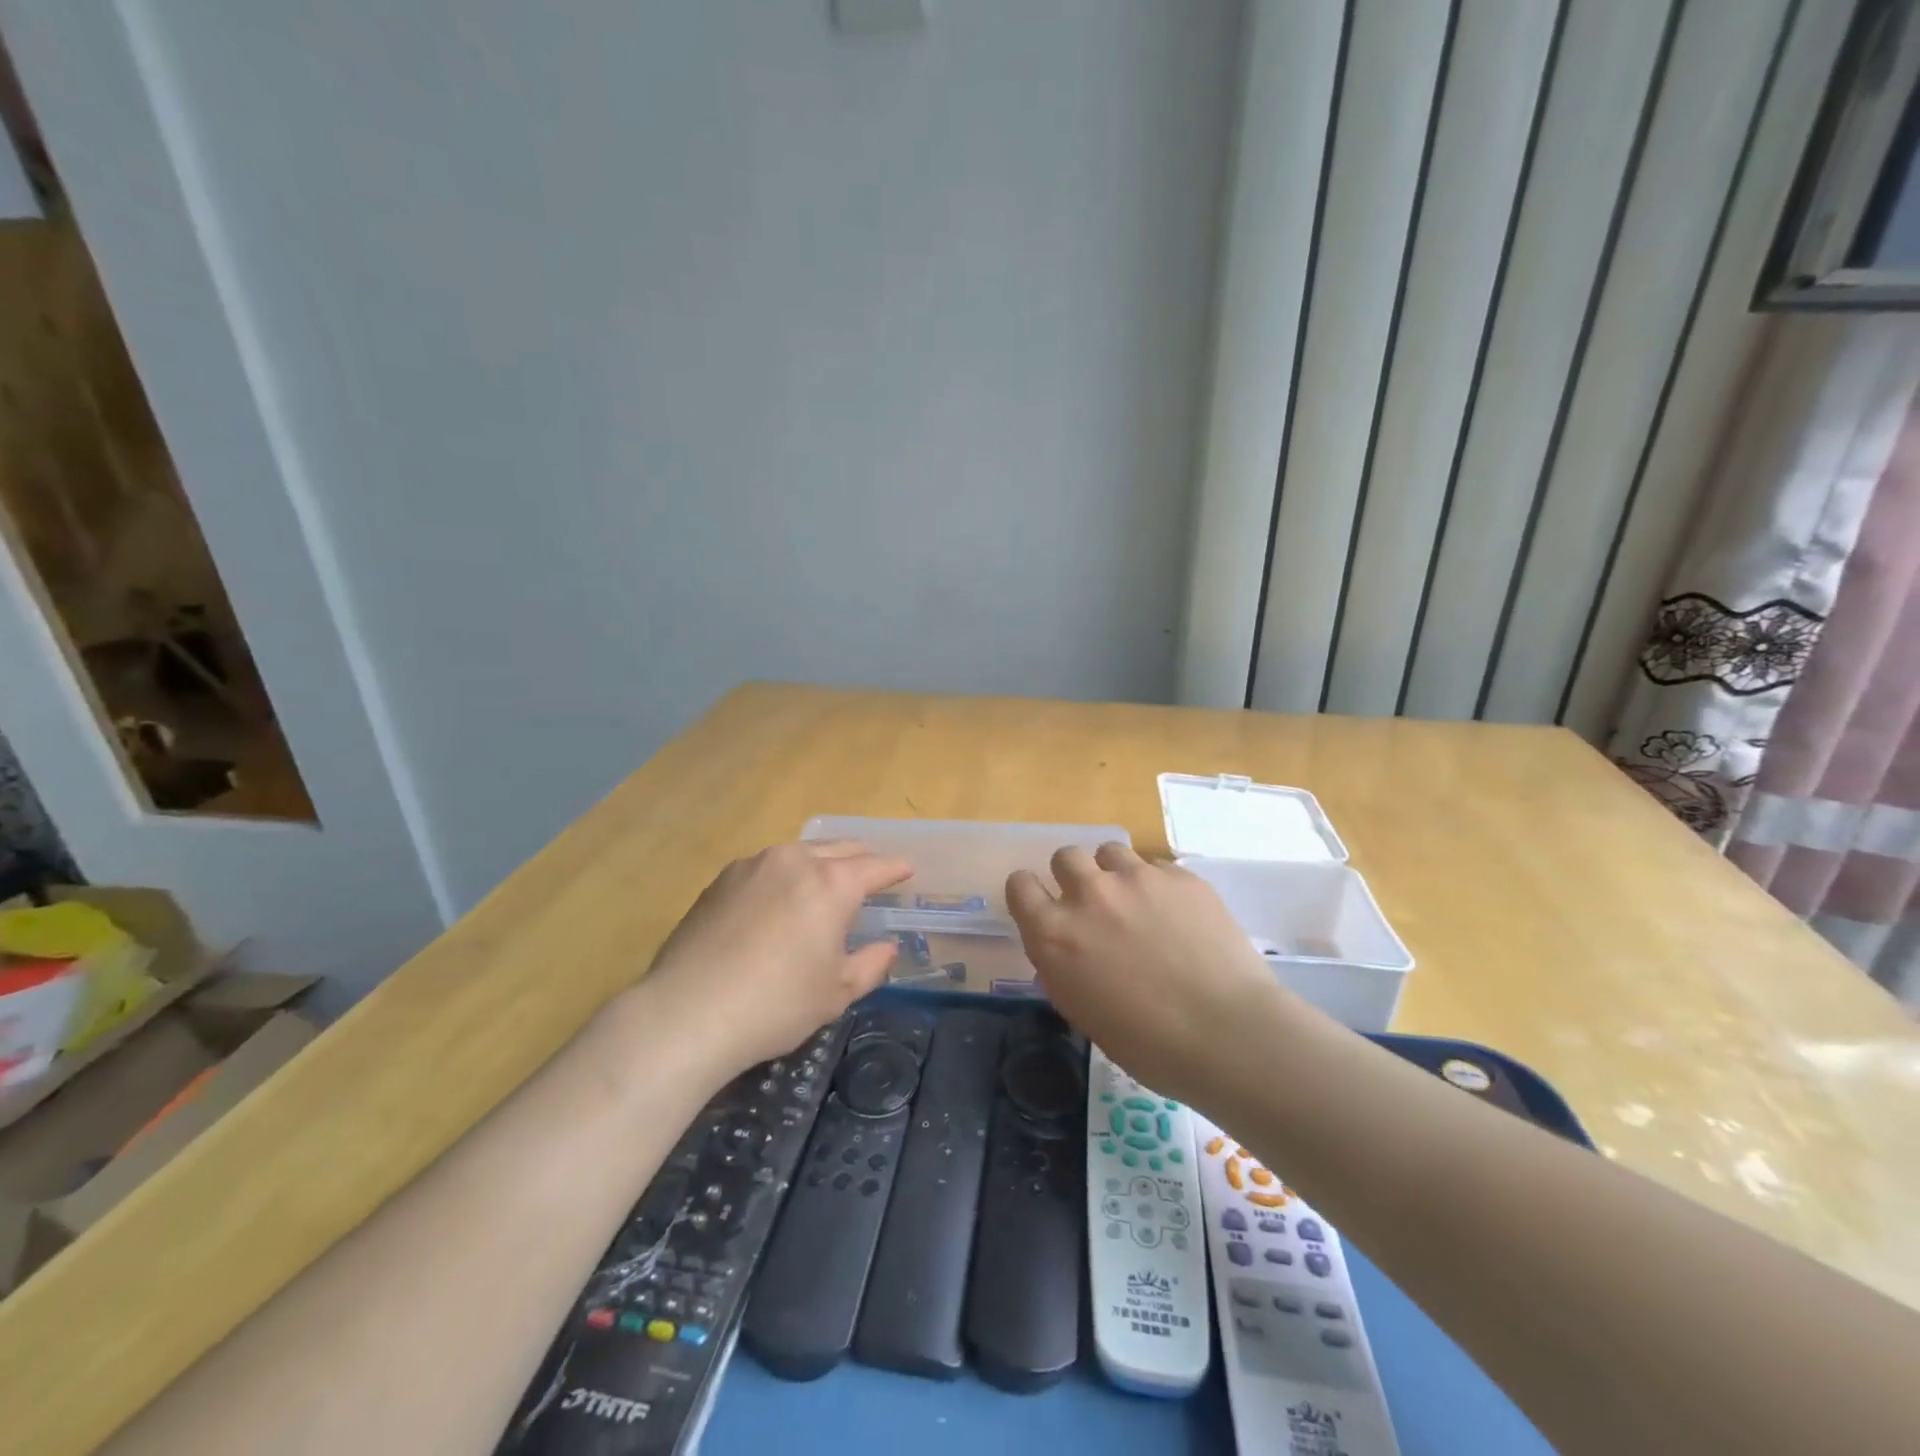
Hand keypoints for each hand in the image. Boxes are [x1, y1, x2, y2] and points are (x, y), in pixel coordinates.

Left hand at [640, 841, 909, 1075]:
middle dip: (862, 858)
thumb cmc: (776, 1004)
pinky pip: (768, 866)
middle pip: (840, 849)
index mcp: (832, 884)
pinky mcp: (722, 879)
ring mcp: (754, 865)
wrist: (688, 1011)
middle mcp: (795, 861)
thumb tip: (887, 947)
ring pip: (801, 852)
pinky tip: (780, 897)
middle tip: (873, 873)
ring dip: (822, 861)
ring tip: (827, 880)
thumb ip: (870, 965)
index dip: (896, 869)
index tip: (907, 870)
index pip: (876, 867)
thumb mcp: (835, 993)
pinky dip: (786, 873)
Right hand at [1007, 843, 1291, 1105]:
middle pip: (1065, 857)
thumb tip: (1069, 947)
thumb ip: (1064, 965)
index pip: (1019, 885)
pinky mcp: (1179, 876)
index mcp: (1054, 933)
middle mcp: (1089, 895)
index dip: (1029, 893)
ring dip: (1114, 873)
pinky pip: (1156, 867)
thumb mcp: (1082, 1010)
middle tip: (1095, 905)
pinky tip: (1179, 916)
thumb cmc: (1147, 1044)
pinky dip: (1158, 886)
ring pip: (1109, 851)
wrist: (1227, 1034)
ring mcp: (1136, 878)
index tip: (1043, 907)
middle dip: (1074, 876)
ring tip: (1137, 902)